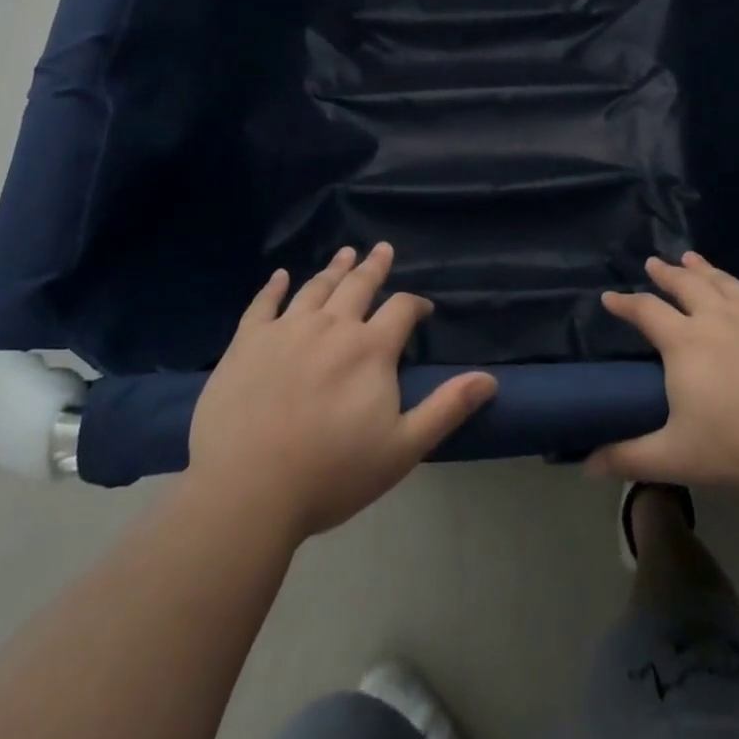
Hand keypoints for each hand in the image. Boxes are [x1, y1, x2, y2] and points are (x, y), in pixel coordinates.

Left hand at [187, 243, 496, 540]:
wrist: (248, 490)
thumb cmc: (331, 474)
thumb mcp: (402, 448)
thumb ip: (446, 408)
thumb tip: (489, 379)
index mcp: (371, 349)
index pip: (401, 309)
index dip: (415, 305)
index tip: (422, 309)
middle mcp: (332, 326)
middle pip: (358, 286)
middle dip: (374, 267)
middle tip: (382, 248)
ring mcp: (287, 330)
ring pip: (316, 288)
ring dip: (334, 268)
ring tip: (345, 253)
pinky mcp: (248, 342)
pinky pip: (264, 304)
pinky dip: (275, 286)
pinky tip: (281, 275)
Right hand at [587, 252, 738, 498]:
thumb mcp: (677, 458)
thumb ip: (629, 457)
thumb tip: (585, 465)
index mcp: (686, 342)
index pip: (646, 312)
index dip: (625, 303)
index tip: (610, 297)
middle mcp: (719, 317)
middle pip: (686, 285)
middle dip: (666, 273)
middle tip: (654, 262)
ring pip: (727, 283)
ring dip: (707, 269)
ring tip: (692, 258)